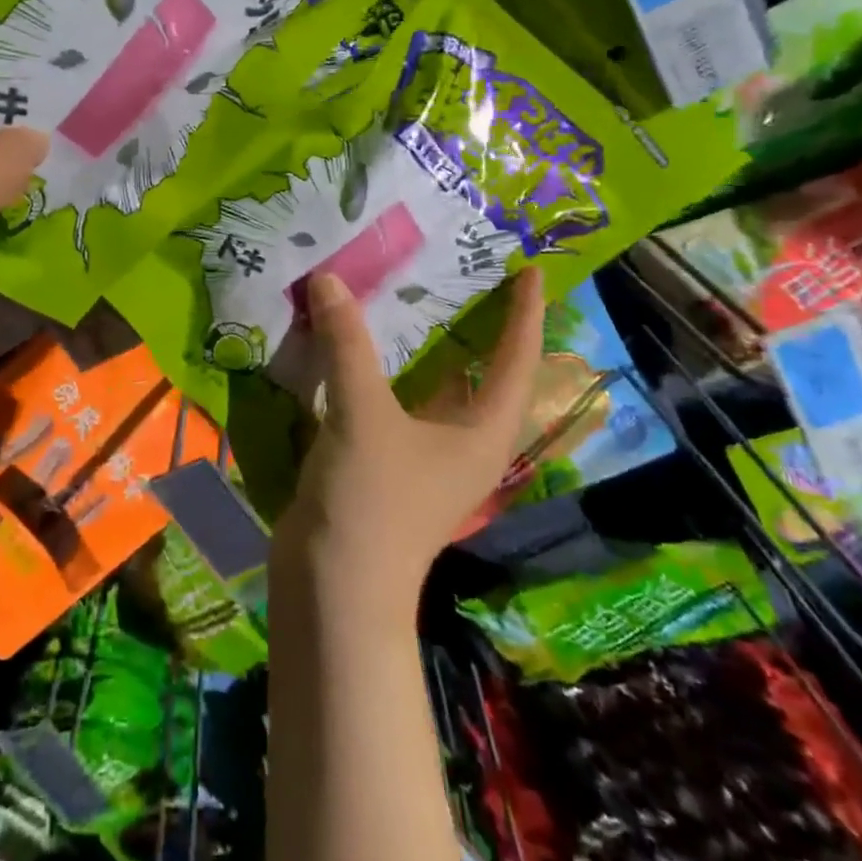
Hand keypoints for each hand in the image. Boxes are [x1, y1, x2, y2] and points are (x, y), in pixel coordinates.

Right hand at [275, 268, 545, 617]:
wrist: (333, 589)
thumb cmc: (371, 502)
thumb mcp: (363, 415)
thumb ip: (347, 343)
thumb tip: (330, 278)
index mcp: (481, 433)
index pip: (516, 362)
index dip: (526, 315)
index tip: (531, 271)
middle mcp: (461, 442)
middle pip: (478, 372)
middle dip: (474, 324)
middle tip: (462, 273)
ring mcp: (421, 455)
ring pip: (428, 386)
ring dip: (417, 346)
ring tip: (407, 295)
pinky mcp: (382, 462)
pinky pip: (388, 401)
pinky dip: (375, 369)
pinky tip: (353, 344)